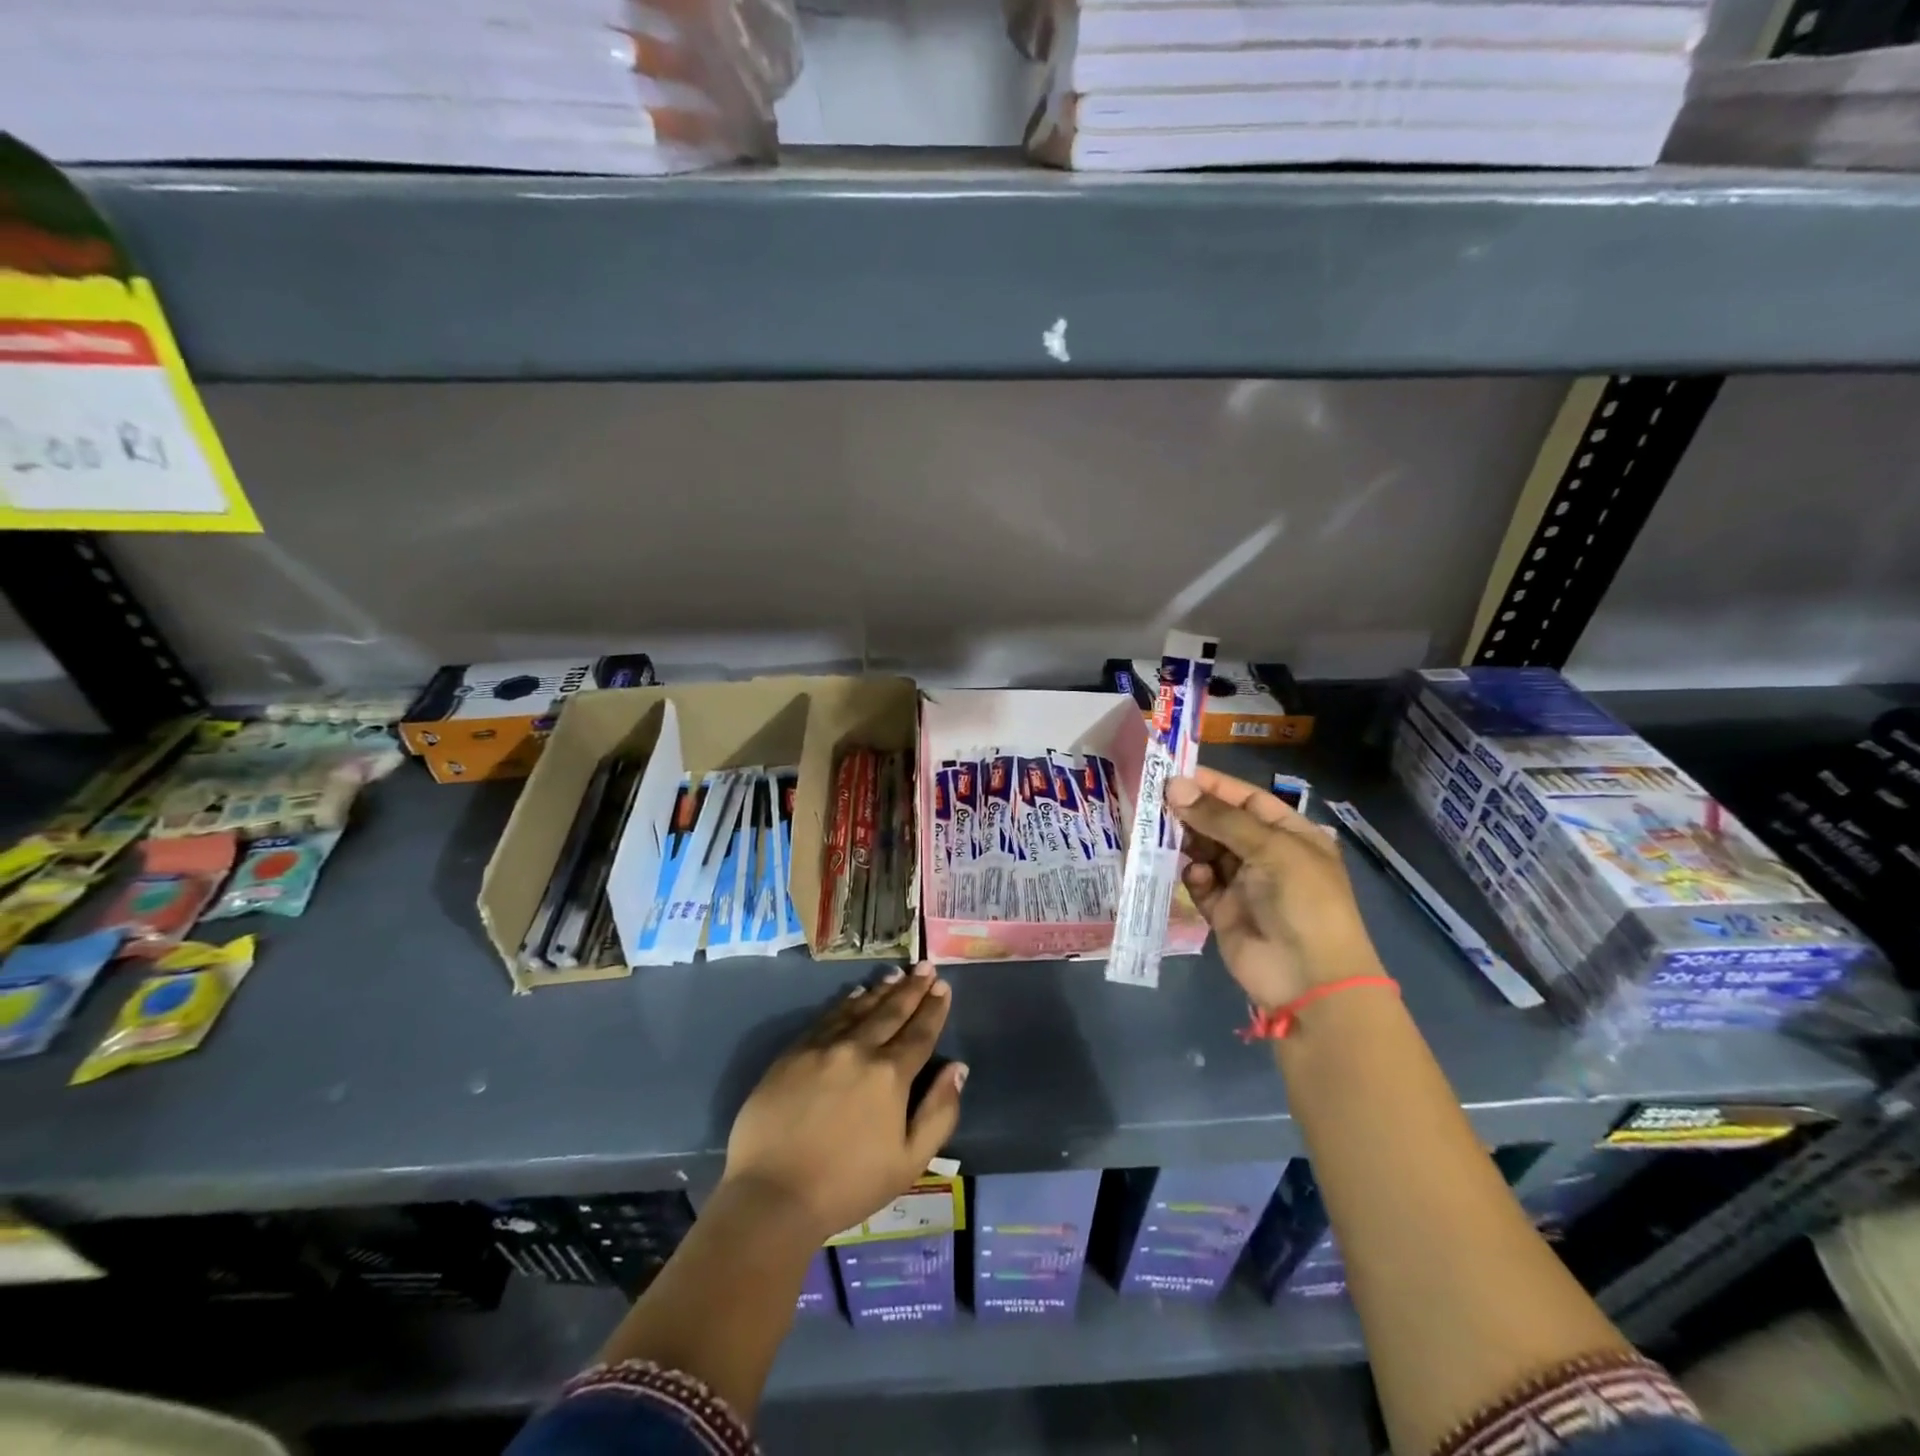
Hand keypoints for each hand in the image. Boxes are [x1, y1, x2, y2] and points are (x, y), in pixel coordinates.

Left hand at [721, 965, 966, 1245]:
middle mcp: (859, 1050)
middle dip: (912, 988)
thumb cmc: (848, 1185)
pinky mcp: (793, 1053)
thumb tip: (958, 1068)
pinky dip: (846, 1003)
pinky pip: (827, 1018)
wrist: (772, 1195)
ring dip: (881, 990)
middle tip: (925, 967)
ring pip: (859, 1008)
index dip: (934, 1009)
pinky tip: (855, 995)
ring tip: (897, 975)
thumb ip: (939, 1113)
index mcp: (890, 1076)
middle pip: (891, 1012)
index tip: (943, 987)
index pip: (919, 1033)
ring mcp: (823, 1047)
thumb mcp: (909, 1162)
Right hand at [1168, 768, 1383, 1009]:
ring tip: (1160, 831)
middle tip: (1155, 801)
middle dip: (1192, 812)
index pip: (1246, 799)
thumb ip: (1220, 817)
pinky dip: (1194, 876)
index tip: (1173, 774)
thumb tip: (1174, 786)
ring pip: (1205, 851)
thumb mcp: (1269, 848)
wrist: (1309, 979)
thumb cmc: (1302, 900)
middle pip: (1221, 824)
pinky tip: (1195, 875)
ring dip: (1186, 842)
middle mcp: (1266, 855)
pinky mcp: (1223, 911)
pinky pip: (1200, 883)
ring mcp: (1244, 884)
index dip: (1213, 785)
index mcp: (1290, 834)